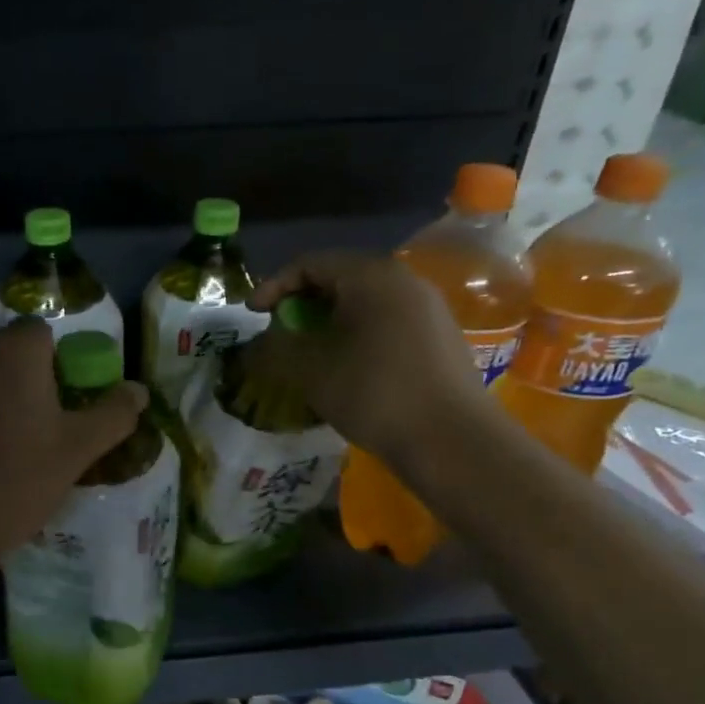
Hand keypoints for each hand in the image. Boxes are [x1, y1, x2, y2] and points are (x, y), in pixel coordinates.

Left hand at [0, 320, 147, 617]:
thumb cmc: (13, 482)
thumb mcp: (75, 452)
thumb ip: (112, 415)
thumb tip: (139, 390)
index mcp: (15, 352)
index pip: (42, 336)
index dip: (55, 367)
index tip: (58, 406)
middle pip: (4, 355)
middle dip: (18, 382)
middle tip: (29, 430)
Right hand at [247, 250, 486, 461]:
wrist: (452, 440)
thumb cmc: (374, 393)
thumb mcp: (311, 370)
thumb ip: (277, 347)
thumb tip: (262, 342)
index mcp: (370, 276)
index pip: (310, 263)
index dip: (274, 286)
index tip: (252, 315)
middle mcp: (403, 280)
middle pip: (340, 277)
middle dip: (302, 302)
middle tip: (279, 330)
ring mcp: (428, 307)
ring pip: (365, 301)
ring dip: (330, 320)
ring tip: (309, 350)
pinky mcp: (440, 336)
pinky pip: (387, 320)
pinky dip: (357, 333)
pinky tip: (347, 365)